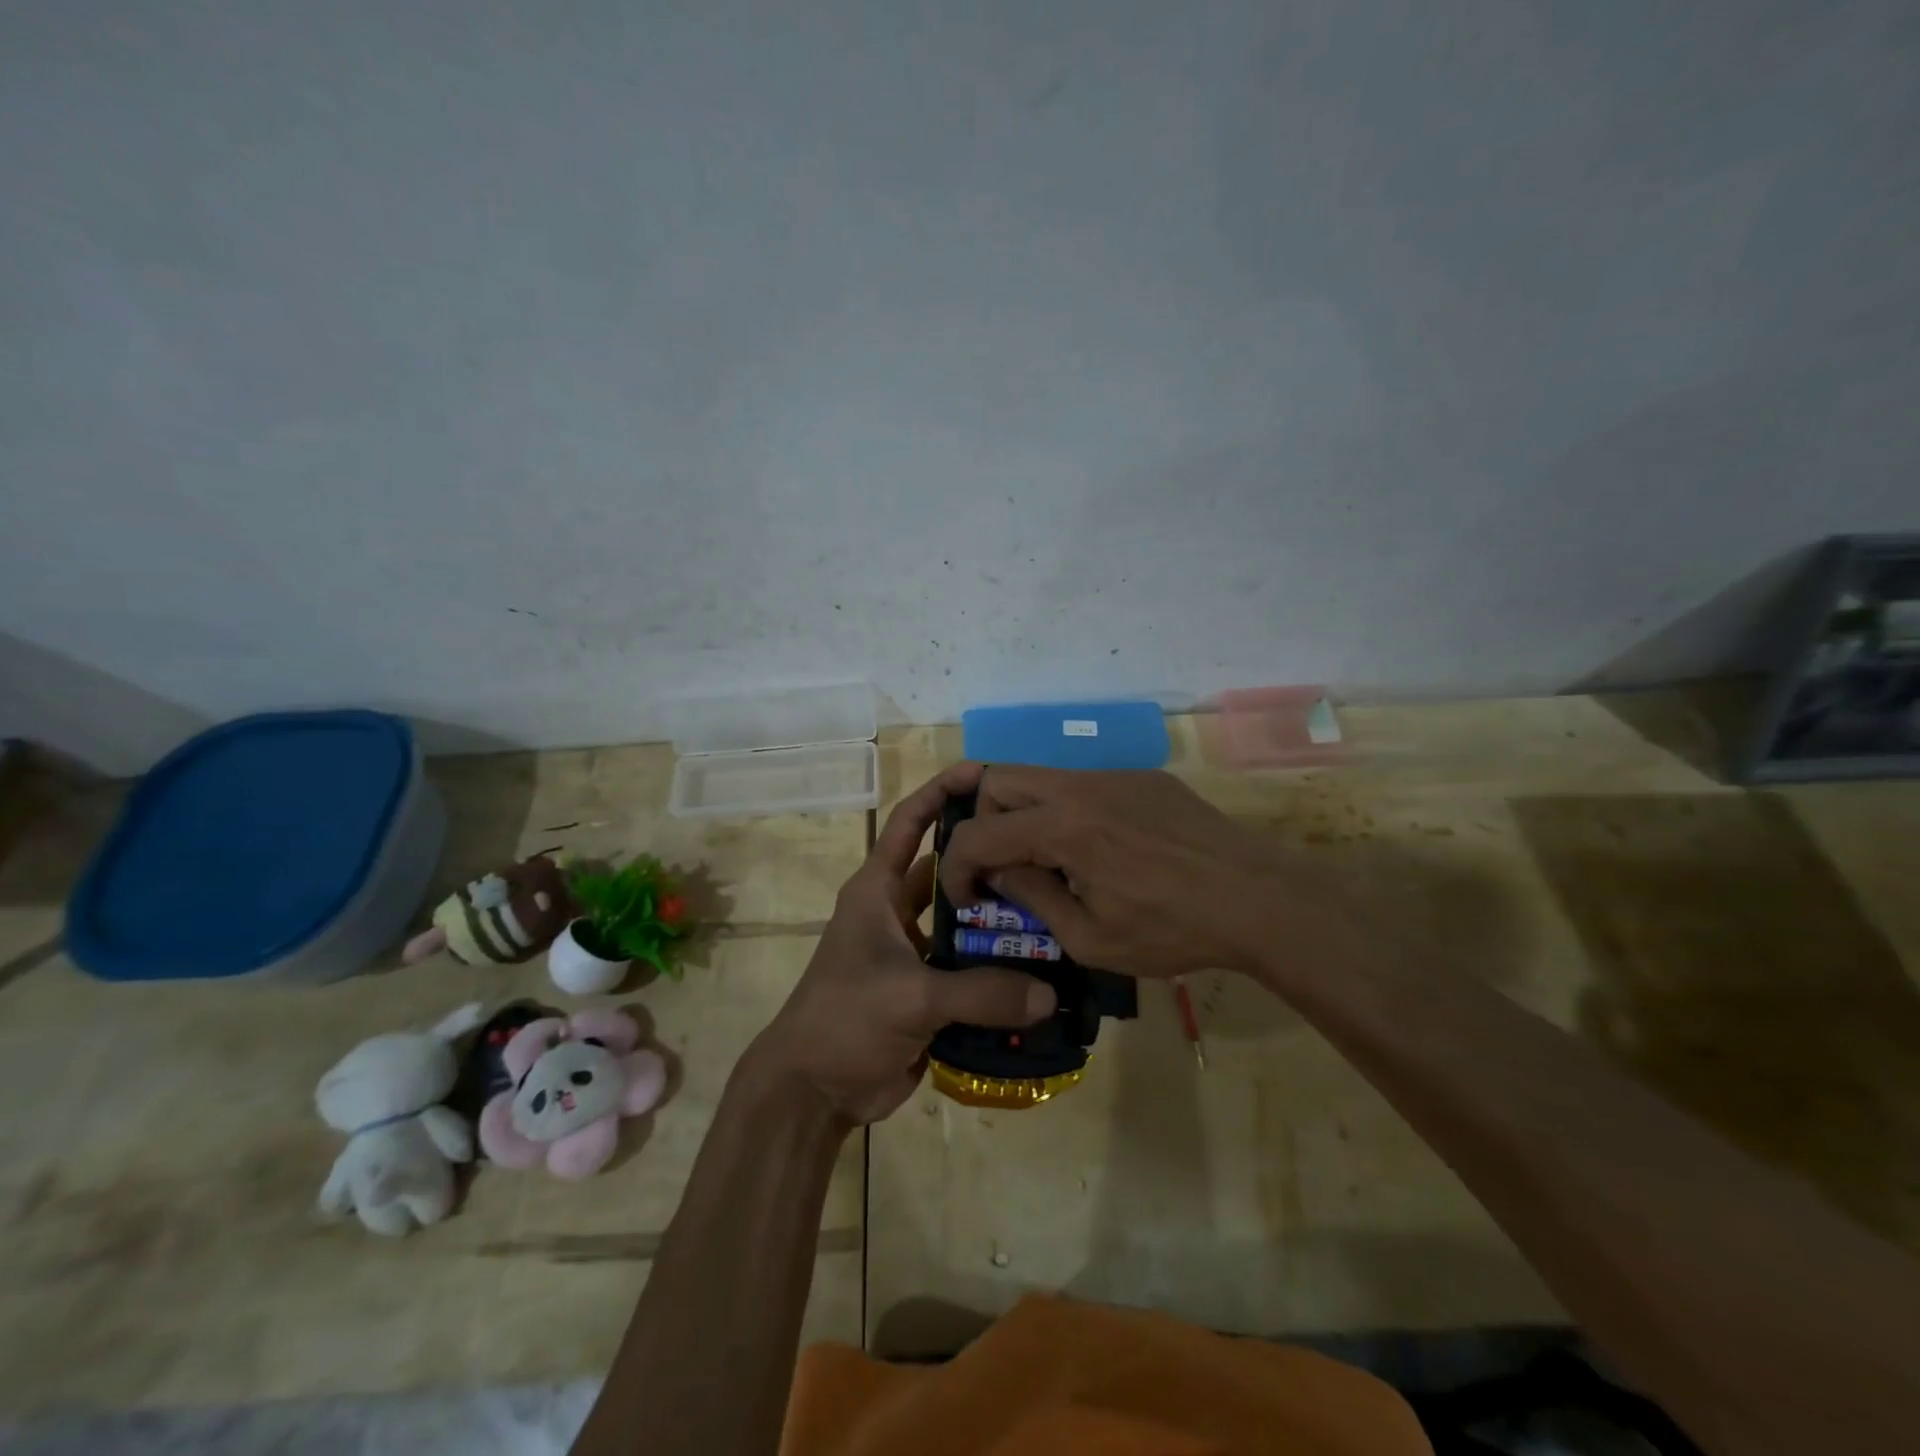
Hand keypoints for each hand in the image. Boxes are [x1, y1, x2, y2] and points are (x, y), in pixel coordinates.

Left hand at [752, 763, 1057, 1126]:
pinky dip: (999, 971)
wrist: (814, 1091)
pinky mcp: (929, 992)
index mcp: (877, 891)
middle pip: (950, 872)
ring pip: (965, 924)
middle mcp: (897, 913)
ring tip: (1055, 911)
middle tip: (1042, 849)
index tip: (981, 771)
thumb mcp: (910, 996)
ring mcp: (914, 953)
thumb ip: (980, 992)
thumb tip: (1050, 994)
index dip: (940, 792)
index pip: (909, 824)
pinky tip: (1043, 971)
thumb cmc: (845, 1019)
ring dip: (1000, 921)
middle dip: (988, 860)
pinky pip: (971, 971)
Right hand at [937, 765, 1330, 979]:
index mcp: (1060, 827)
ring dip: (1026, 814)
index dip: (957, 867)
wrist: (1258, 898)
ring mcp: (1113, 775)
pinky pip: (1085, 784)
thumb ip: (1034, 899)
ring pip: (1041, 777)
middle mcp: (1079, 786)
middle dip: (983, 822)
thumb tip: (1002, 875)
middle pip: (997, 779)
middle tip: (1003, 865)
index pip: (978, 833)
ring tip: (1052, 860)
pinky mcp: (1143, 778)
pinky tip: (1105, 850)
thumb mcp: (1090, 938)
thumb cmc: (1171, 929)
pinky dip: (1069, 812)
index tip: (966, 897)